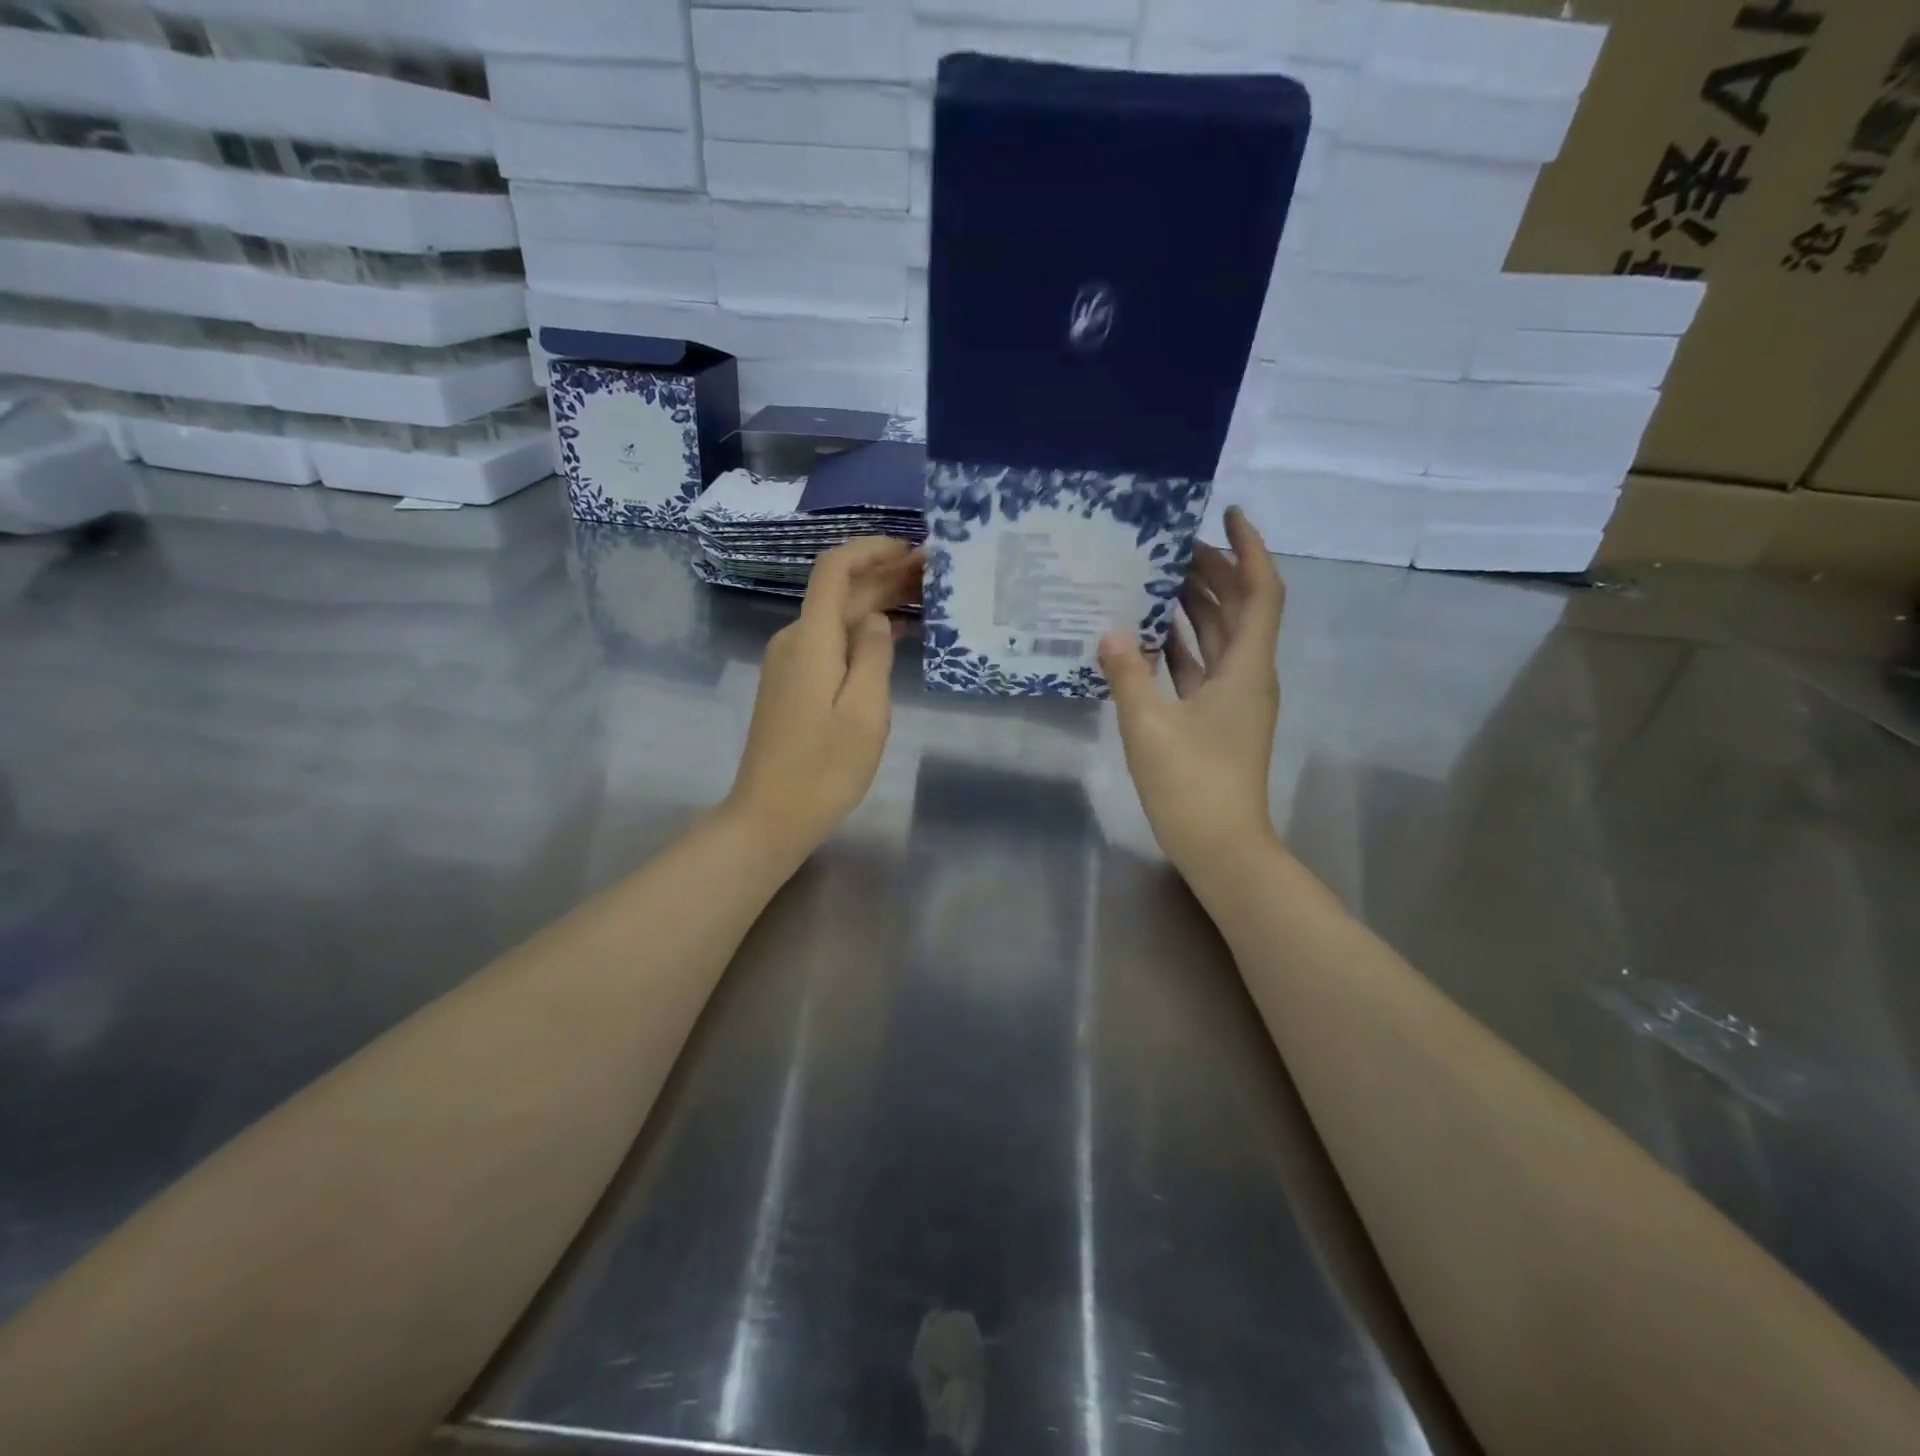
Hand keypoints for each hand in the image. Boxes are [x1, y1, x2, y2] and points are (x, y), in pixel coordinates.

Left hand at [725, 536, 921, 852]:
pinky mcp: (791, 686)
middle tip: (934, 575)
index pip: (834, 569)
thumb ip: (874, 656)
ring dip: (876, 604)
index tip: (911, 550)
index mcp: (811, 639)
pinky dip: (862, 633)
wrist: (769, 816)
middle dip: (884, 577)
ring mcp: (789, 664)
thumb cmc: (824, 768)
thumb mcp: (865, 713)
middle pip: (839, 593)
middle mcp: (794, 641)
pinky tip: (894, 637)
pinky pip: (830, 643)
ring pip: (836, 618)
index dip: (871, 550)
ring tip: (924, 600)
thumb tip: (878, 619)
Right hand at [1099, 506, 1285, 877]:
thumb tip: (1109, 632)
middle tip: (1172, 545)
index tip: (1227, 514)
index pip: (1261, 592)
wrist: (1221, 847)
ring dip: (1197, 606)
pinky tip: (1150, 635)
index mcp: (1246, 668)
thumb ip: (1128, 674)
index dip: (1249, 549)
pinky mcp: (1217, 720)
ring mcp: (1234, 699)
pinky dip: (1182, 645)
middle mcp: (1248, 675)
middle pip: (1240, 609)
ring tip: (1157, 578)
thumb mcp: (1149, 726)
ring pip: (1221, 637)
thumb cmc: (1192, 784)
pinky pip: (1203, 666)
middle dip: (1214, 572)